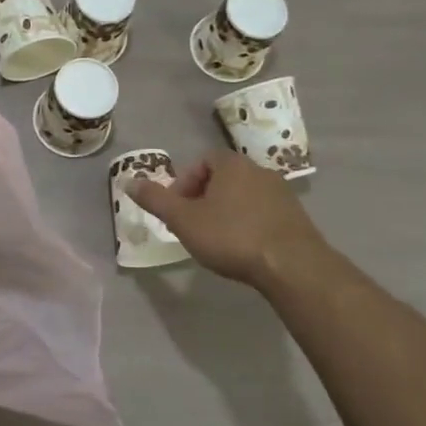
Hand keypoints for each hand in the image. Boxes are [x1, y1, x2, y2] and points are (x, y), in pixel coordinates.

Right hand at [131, 151, 333, 290]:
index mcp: (232, 165)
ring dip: (228, 212)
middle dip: (205, 198)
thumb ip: (155, 200)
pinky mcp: (297, 217)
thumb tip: (128, 181)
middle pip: (224, 177)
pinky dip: (249, 224)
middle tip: (193, 225)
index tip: (178, 209)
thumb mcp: (183, 220)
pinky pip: (264, 213)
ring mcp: (282, 194)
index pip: (203, 160)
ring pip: (245, 196)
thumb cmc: (231, 236)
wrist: (292, 265)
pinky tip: (244, 249)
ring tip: (217, 239)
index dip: (185, 182)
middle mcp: (259, 171)